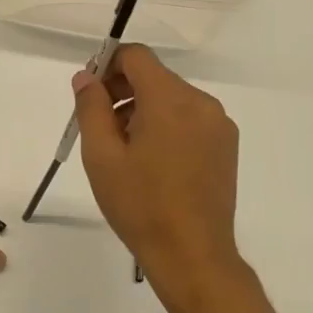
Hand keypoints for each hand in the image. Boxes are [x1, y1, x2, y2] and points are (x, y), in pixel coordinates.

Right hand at [71, 45, 252, 310]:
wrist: (192, 256)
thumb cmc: (140, 205)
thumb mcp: (102, 155)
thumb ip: (91, 107)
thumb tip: (86, 76)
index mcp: (170, 100)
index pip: (136, 56)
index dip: (108, 65)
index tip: (90, 94)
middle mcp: (201, 103)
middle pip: (154, 76)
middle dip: (122, 90)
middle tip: (98, 125)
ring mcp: (218, 125)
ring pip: (171, 98)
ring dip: (142, 109)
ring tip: (123, 149)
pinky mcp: (226, 145)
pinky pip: (189, 118)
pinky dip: (165, 125)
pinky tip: (151, 160)